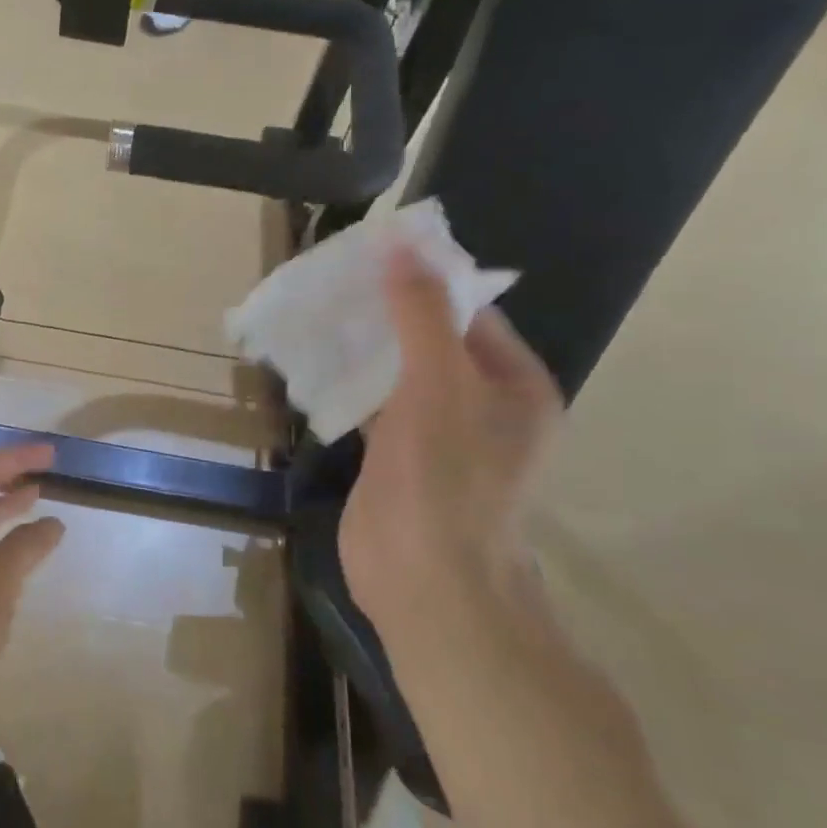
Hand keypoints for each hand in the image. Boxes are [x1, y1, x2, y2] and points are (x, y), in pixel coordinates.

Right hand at [339, 246, 561, 638]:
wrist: (425, 581)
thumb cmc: (445, 478)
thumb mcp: (438, 384)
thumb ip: (421, 315)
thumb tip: (402, 246)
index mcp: (514, 385)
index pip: (470, 313)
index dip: (425, 281)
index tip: (372, 255)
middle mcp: (483, 407)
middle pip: (431, 342)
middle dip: (386, 314)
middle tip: (332, 283)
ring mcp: (438, 436)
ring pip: (398, 376)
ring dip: (363, 350)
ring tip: (315, 314)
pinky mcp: (397, 460)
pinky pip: (375, 409)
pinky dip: (349, 387)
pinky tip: (312, 367)